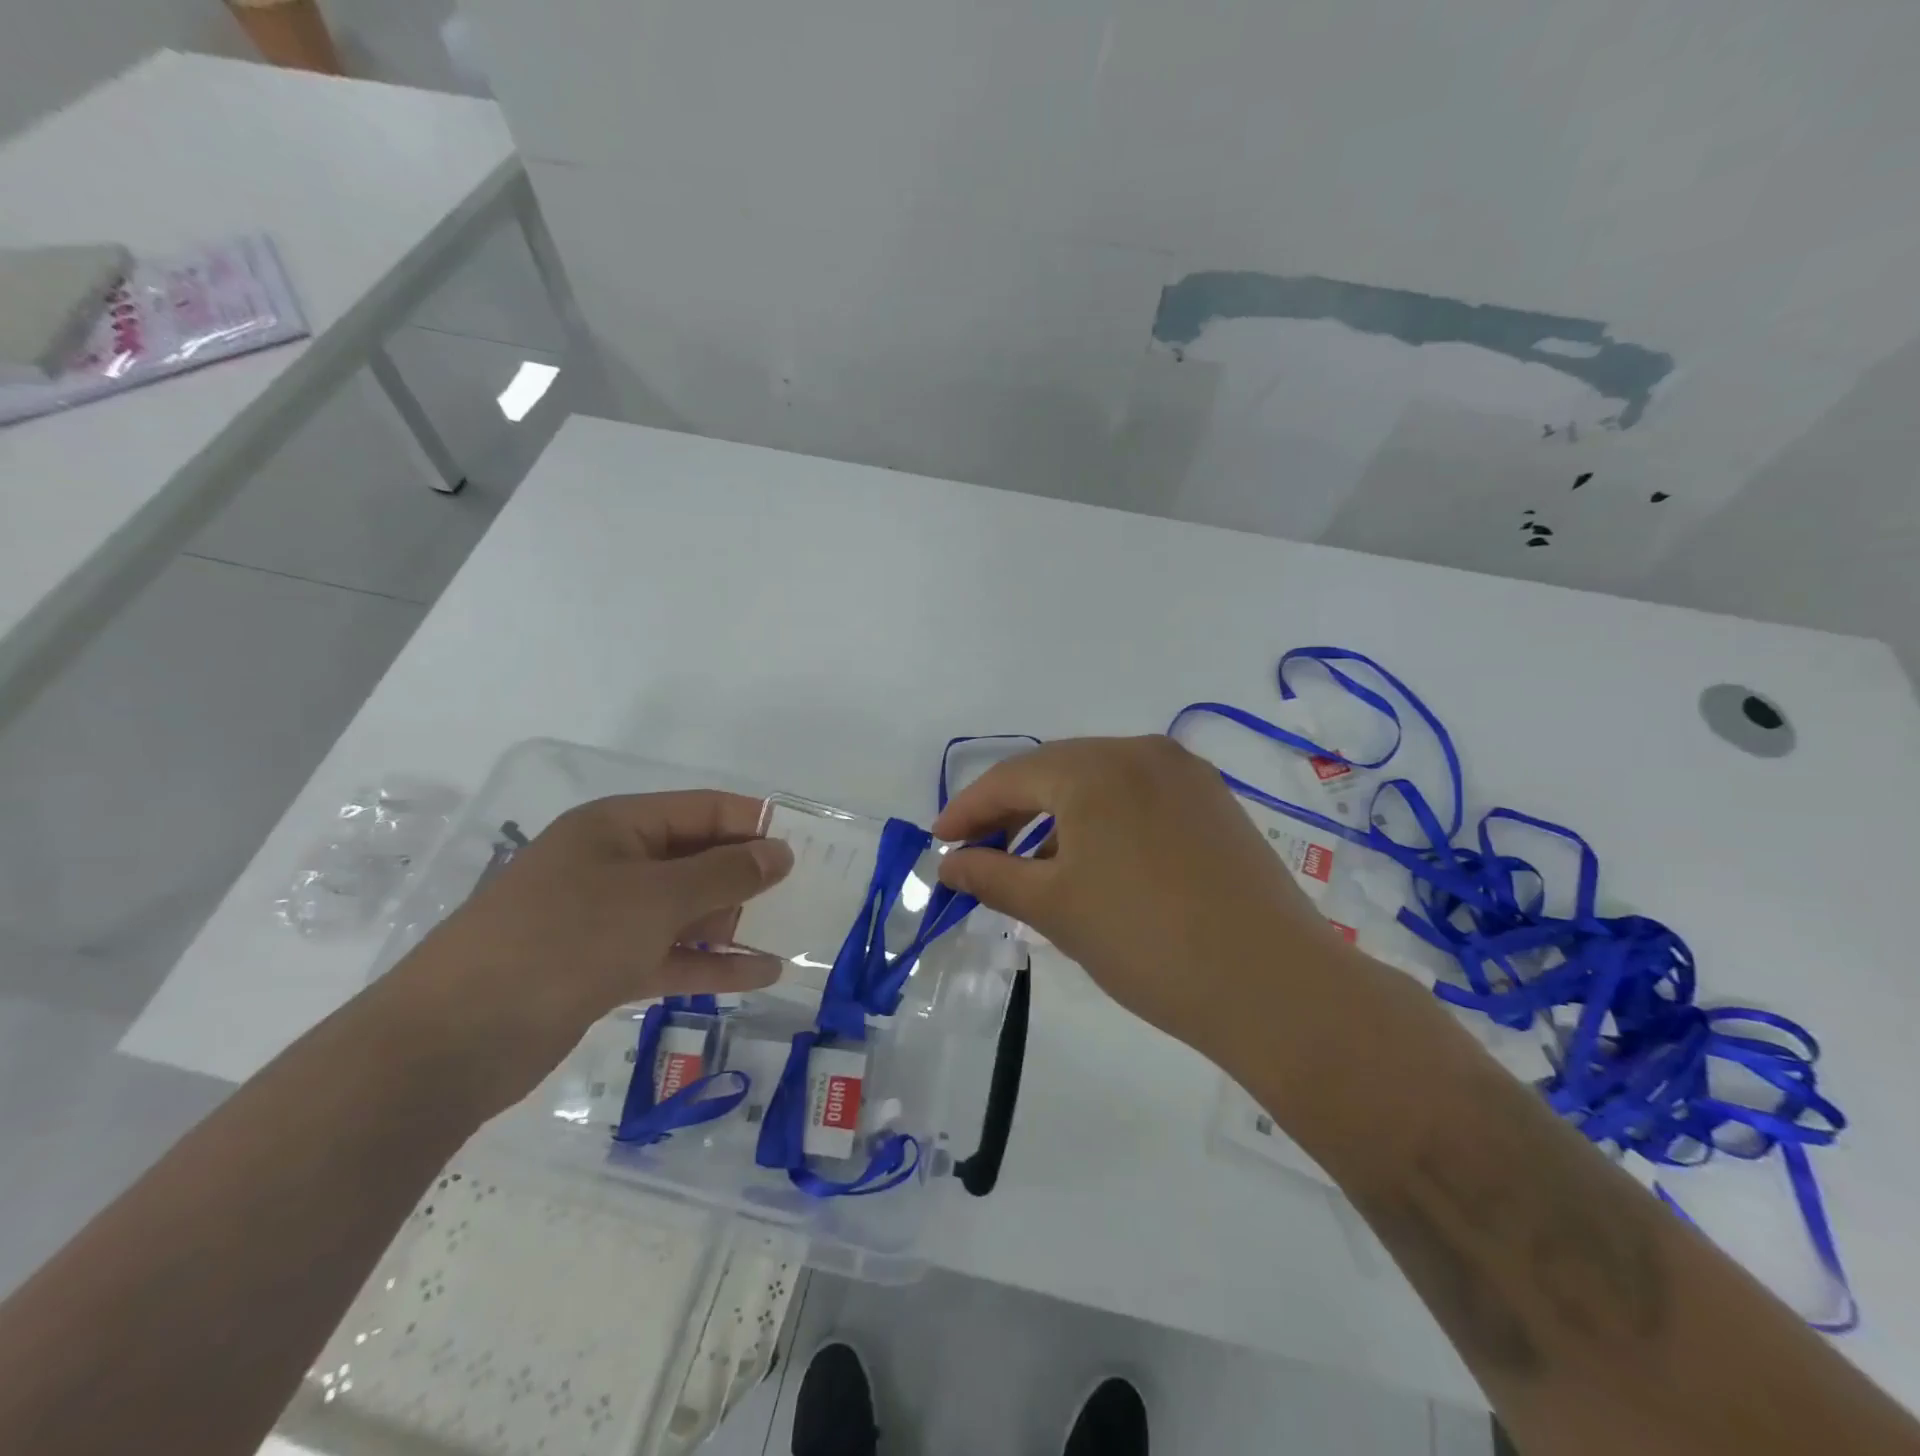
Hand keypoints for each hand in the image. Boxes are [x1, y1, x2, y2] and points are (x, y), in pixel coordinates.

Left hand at [387, 791, 792, 1105]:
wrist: (451, 1042)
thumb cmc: (563, 941)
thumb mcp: (655, 898)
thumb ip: (725, 875)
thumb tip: (779, 853)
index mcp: (618, 827)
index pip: (703, 810)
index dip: (755, 824)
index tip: (808, 846)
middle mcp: (614, 864)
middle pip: (696, 859)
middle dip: (748, 876)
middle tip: (808, 895)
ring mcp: (606, 918)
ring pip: (686, 911)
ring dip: (734, 923)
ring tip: (794, 934)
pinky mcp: (602, 968)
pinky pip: (670, 955)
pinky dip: (711, 963)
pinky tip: (762, 974)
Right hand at [932, 736, 1353, 1058]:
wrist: (1273, 986)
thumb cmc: (1145, 941)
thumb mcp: (1054, 908)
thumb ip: (991, 875)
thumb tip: (950, 863)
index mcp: (1097, 767)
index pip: (1012, 776)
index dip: (968, 810)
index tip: (939, 843)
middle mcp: (1142, 752)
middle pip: (1056, 771)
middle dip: (1011, 812)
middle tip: (979, 853)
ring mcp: (1186, 775)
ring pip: (1099, 783)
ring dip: (1057, 818)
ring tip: (1034, 867)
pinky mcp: (1214, 803)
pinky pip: (1137, 798)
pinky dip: (1102, 822)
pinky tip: (1093, 864)